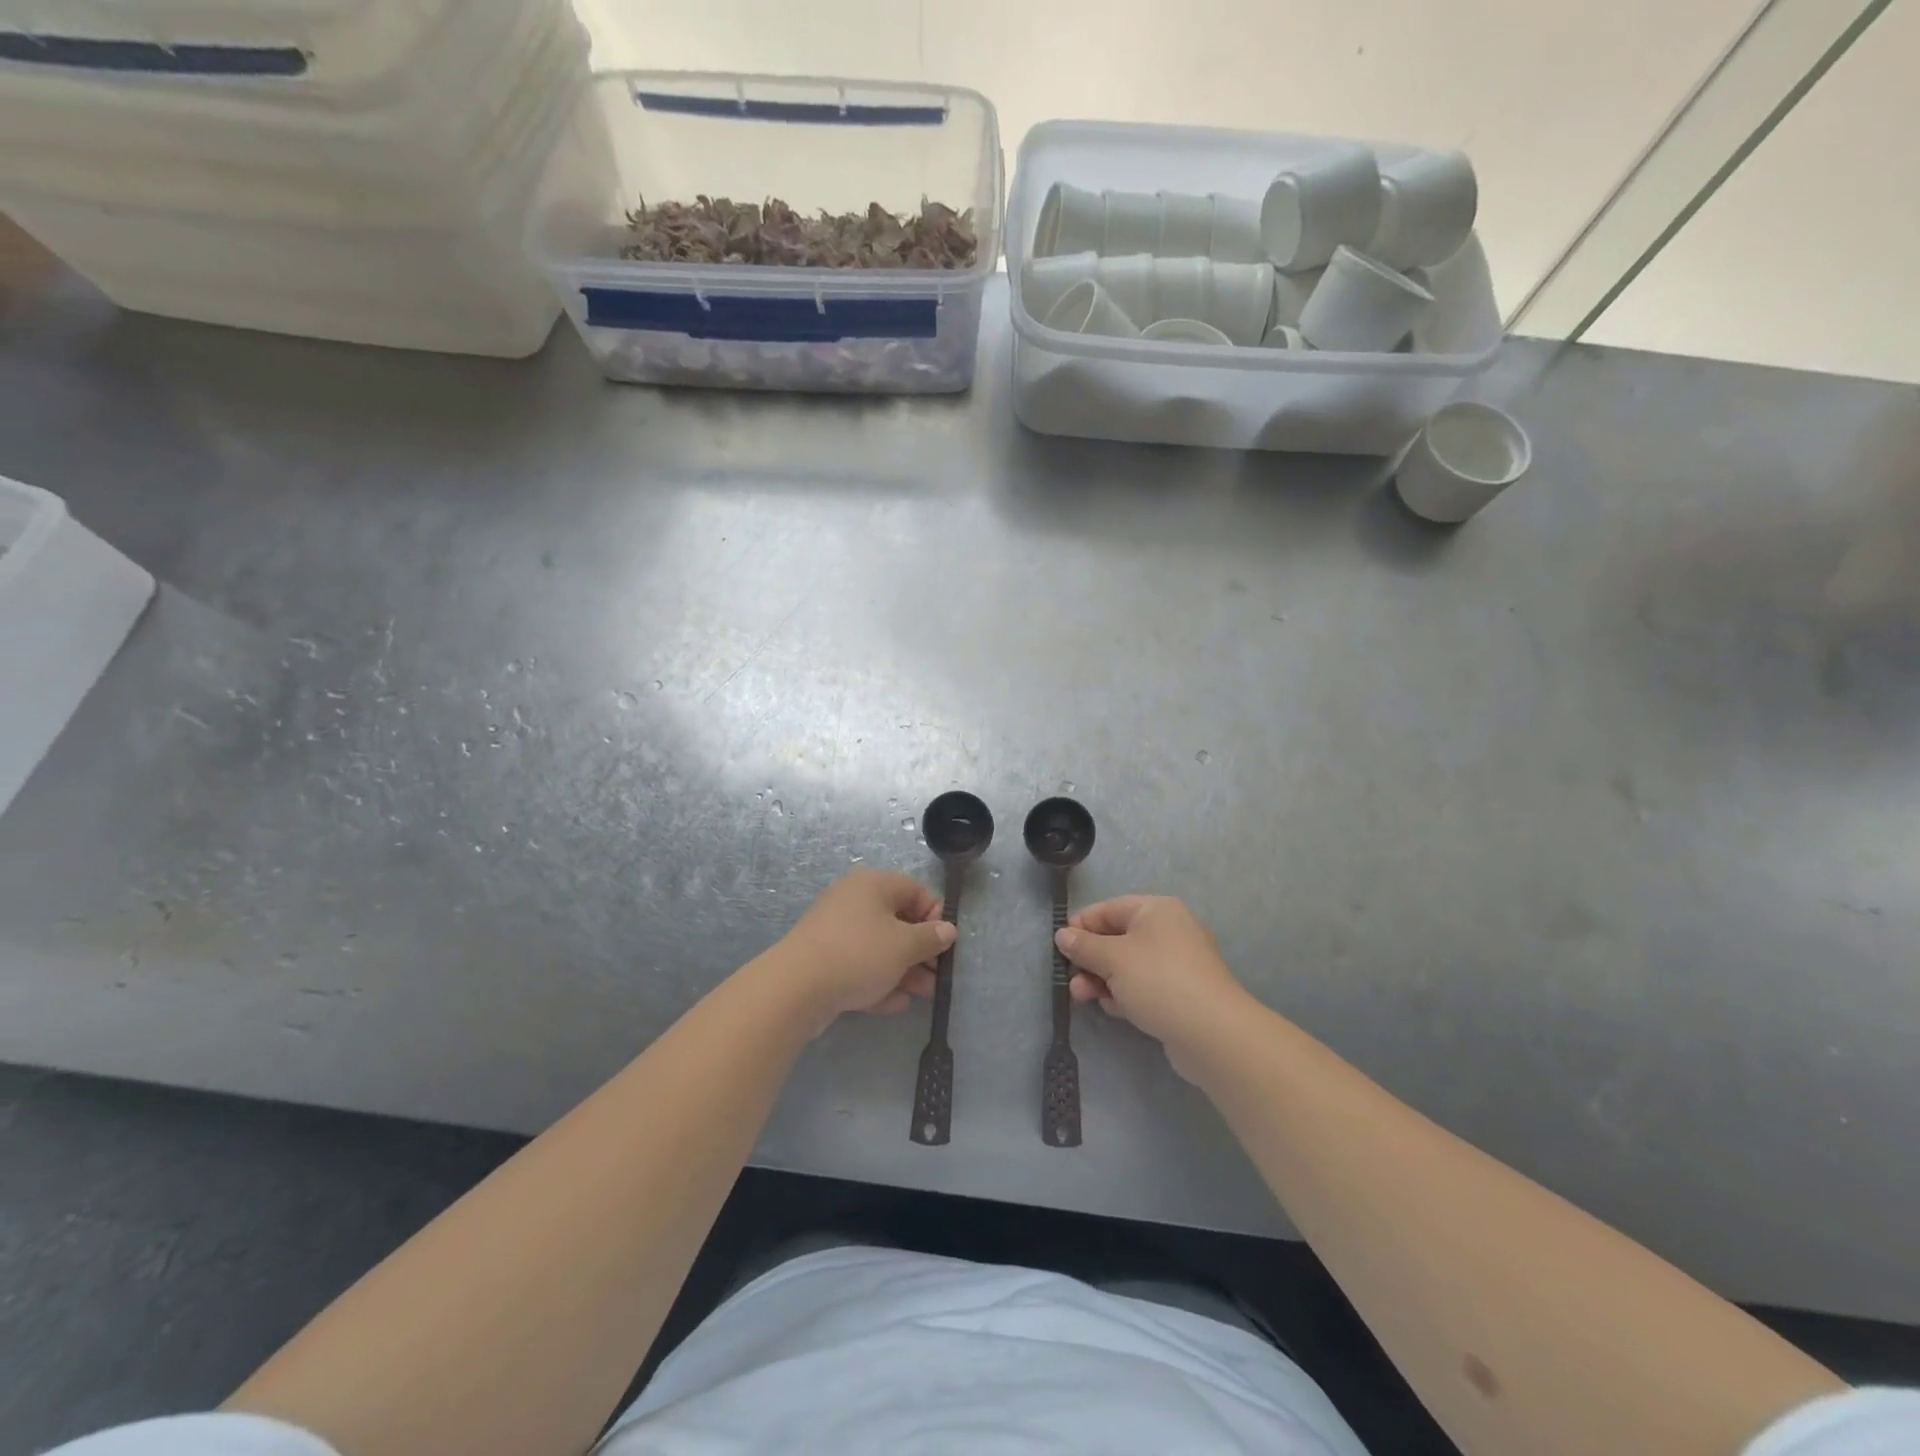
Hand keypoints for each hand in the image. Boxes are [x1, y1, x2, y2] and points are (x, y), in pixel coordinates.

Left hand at [778, 869, 954, 1027]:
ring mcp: (836, 931)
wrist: (796, 988)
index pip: (915, 891)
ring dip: (904, 970)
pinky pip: (859, 966)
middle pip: (898, 921)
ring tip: (923, 995)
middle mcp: (853, 900)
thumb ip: (930, 938)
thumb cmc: (858, 954)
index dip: (935, 916)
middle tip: (937, 977)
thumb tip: (948, 929)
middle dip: (921, 951)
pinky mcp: (824, 960)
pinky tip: (894, 1004)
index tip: (945, 944)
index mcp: (873, 884)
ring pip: (879, 947)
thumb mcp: (904, 946)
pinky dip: (878, 981)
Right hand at [1055, 896, 1252, 1078]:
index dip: (1081, 926)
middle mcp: (1169, 931)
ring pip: (1128, 966)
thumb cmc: (1158, 981)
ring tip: (1084, 997)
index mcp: (1156, 910)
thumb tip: (1062, 935)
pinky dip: (1125, 994)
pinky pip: (1143, 987)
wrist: (1213, 1034)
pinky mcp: (1181, 994)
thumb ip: (1083, 945)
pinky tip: (1114, 1009)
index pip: (1108, 909)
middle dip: (1090, 959)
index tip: (1060, 947)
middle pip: (1117, 938)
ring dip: (1103, 980)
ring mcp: (1177, 964)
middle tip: (1071, 979)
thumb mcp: (1112, 958)